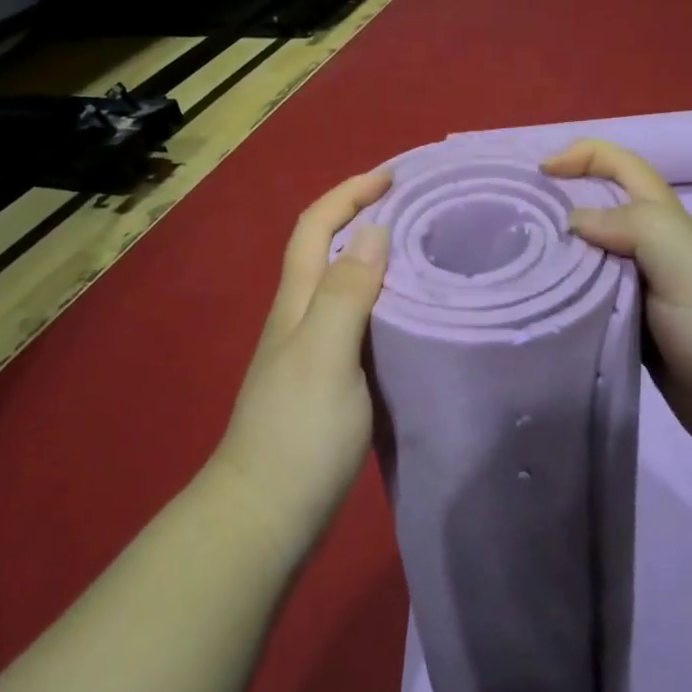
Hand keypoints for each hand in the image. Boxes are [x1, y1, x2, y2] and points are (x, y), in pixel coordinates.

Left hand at [214, 170, 391, 564]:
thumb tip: (374, 230)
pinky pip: (357, 320)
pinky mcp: (328, 380)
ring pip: (344, 284)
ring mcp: (311, 349)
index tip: (393, 177)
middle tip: (419, 209)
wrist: (266, 515)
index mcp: (297, 301)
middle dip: (364, 215)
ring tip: (426, 252)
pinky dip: (382, 301)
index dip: (348, 192)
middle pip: (328, 248)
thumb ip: (348, 292)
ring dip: (376, 257)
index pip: (316, 226)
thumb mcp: (326, 354)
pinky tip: (412, 314)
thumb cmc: (297, 431)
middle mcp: (300, 315)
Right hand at [542, 139, 691, 473]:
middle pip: (604, 216)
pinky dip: (572, 308)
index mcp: (669, 226)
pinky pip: (599, 313)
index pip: (625, 169)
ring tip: (516, 273)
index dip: (585, 157)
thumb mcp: (684, 261)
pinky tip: (544, 318)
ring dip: (562, 263)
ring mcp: (650, 301)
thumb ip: (632, 226)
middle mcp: (657, 255)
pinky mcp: (643, 342)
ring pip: (596, 268)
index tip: (539, 173)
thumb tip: (574, 222)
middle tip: (511, 229)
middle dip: (561, 210)